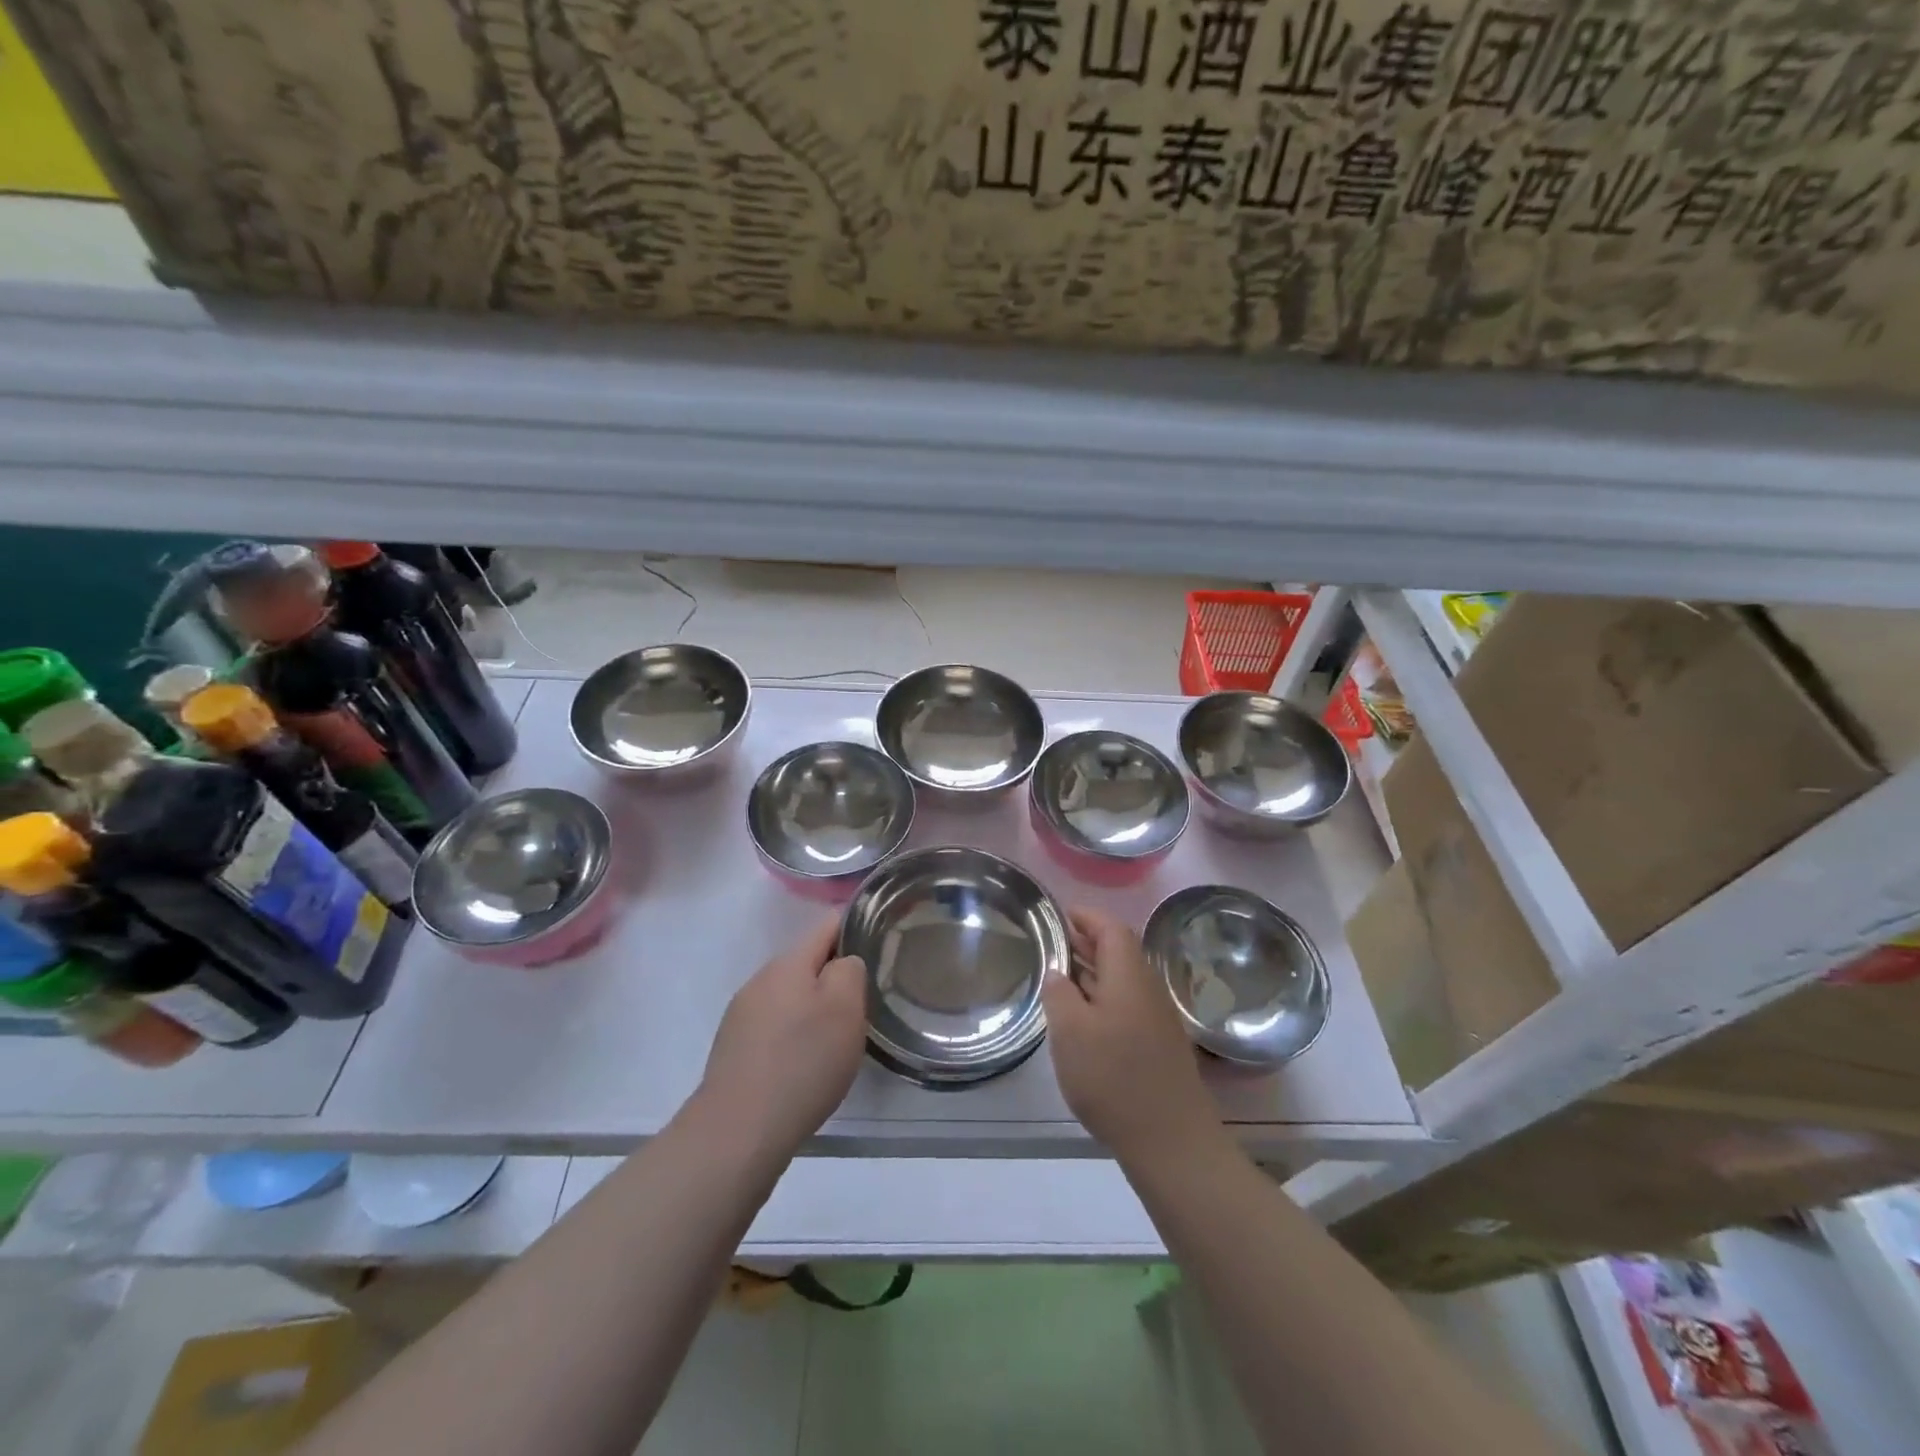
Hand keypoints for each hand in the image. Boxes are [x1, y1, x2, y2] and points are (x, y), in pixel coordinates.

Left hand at [697, 918, 866, 1162]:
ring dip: (813, 1007)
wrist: (737, 1131)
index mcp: (788, 963)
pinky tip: (805, 1063)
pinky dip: (793, 1034)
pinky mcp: (733, 1049)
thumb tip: (843, 962)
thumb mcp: (845, 1008)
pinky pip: (774, 1026)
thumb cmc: (802, 1062)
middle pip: (806, 963)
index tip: (878, 945)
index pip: (827, 926)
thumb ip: (850, 970)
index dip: (855, 929)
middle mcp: (760, 980)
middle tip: (863, 1003)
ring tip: (837, 1037)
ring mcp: (741, 1015)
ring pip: (789, 996)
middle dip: (834, 975)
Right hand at [1043, 907, 1219, 1165]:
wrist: (1171, 1141)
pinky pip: (1128, 1002)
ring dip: (1094, 970)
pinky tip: (1084, 1017)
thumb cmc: (1114, 1078)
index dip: (1086, 916)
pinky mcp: (1159, 1043)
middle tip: (1053, 943)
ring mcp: (1157, 1016)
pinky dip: (1103, 996)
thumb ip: (1059, 993)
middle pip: (1119, 950)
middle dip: (1087, 941)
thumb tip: (1058, 971)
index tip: (1059, 915)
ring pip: (1123, 978)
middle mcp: (1148, 988)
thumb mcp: (1070, 1032)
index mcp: (1129, 975)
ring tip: (1061, 976)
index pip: (1111, 928)